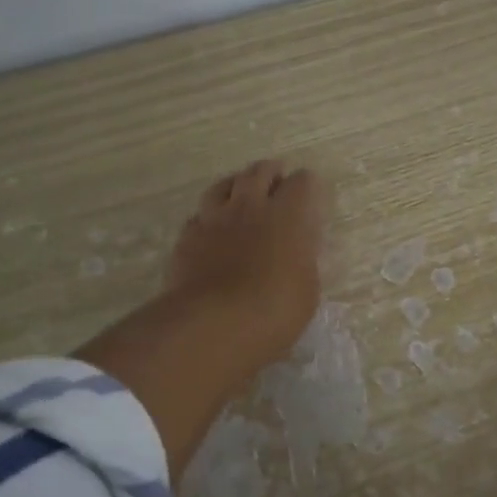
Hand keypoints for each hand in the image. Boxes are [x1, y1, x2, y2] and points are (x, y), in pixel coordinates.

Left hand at [165, 159, 326, 366]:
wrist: (212, 324)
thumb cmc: (274, 310)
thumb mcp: (306, 290)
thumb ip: (302, 261)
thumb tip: (298, 251)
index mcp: (287, 216)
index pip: (302, 182)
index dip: (307, 184)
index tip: (310, 191)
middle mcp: (250, 207)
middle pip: (258, 172)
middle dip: (270, 172)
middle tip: (276, 178)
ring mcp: (214, 219)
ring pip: (222, 185)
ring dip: (235, 184)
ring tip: (240, 192)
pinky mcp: (187, 238)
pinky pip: (199, 215)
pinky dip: (209, 217)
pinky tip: (211, 228)